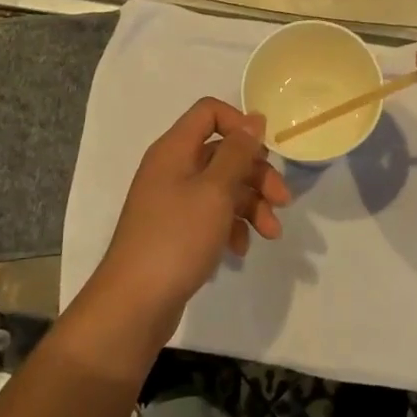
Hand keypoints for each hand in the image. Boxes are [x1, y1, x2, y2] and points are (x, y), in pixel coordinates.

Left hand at [87, 98, 288, 338]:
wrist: (134, 304)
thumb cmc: (177, 238)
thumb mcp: (215, 191)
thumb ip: (237, 152)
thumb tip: (254, 119)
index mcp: (175, 150)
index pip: (209, 112)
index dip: (240, 124)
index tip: (265, 152)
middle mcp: (172, 169)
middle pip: (223, 153)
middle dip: (257, 175)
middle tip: (282, 201)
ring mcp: (172, 201)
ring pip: (222, 187)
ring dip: (251, 205)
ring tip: (270, 234)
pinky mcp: (176, 231)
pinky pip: (211, 215)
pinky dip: (231, 227)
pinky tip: (240, 249)